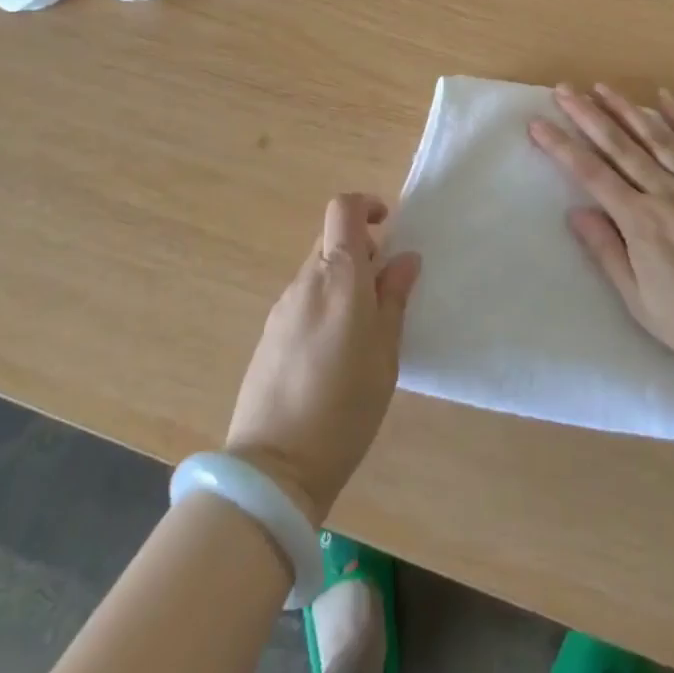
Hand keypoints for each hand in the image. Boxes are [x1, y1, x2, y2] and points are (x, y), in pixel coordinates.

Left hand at [224, 194, 421, 526]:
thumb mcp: (386, 353)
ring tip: (363, 332)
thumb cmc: (345, 406)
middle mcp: (306, 281)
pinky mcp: (269, 334)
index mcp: (338, 276)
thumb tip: (404, 258)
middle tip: (386, 292)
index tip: (388, 225)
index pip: (342, 209)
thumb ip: (394, 298)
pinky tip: (333, 354)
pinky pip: (303, 301)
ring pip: (318, 273)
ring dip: (343, 282)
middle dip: (361, 252)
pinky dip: (324, 306)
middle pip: (331, 240)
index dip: (366, 205)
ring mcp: (282, 307)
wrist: (274, 467)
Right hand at [530, 84, 673, 386]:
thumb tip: (576, 212)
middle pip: (619, 146)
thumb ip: (607, 253)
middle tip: (563, 89)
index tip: (538, 124)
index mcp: (642, 222)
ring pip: (656, 137)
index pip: (591, 174)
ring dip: (626, 108)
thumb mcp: (642, 302)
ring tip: (601, 87)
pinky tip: (664, 96)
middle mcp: (668, 192)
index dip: (561, 146)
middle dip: (587, 115)